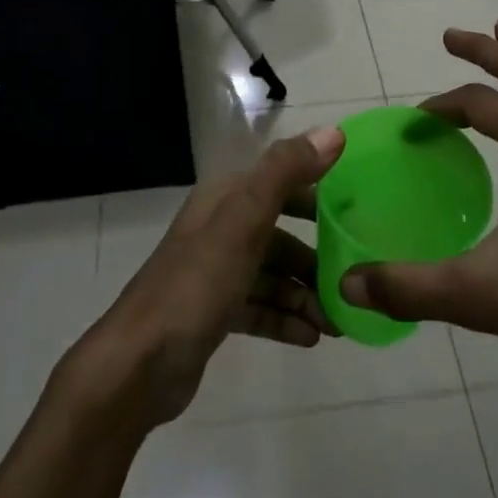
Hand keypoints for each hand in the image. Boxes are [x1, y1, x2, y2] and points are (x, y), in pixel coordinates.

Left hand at [80, 126, 345, 429]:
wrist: (139, 364)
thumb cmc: (197, 284)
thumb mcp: (244, 221)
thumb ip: (286, 173)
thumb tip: (334, 133)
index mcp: (225, 199)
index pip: (281, 183)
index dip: (318, 196)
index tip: (358, 216)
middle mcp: (220, 229)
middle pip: (280, 234)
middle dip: (316, 257)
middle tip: (351, 279)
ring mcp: (215, 273)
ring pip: (272, 275)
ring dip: (304, 295)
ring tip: (337, 322)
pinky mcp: (215, 312)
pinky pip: (260, 308)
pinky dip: (285, 319)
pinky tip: (311, 337)